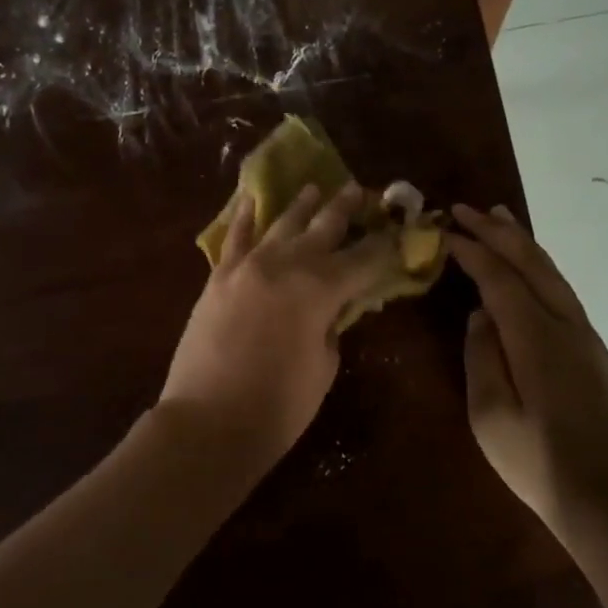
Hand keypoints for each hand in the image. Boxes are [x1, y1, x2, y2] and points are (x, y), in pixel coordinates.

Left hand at [159, 183, 395, 467]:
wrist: (209, 420)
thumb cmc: (279, 406)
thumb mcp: (323, 366)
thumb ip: (331, 326)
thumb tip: (331, 308)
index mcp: (321, 288)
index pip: (364, 259)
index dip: (384, 246)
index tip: (398, 230)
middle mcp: (286, 264)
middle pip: (323, 228)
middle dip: (344, 209)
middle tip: (359, 189)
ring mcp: (247, 266)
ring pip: (280, 224)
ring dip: (300, 205)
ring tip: (313, 187)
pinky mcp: (218, 277)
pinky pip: (235, 238)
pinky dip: (244, 217)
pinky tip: (250, 199)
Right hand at [448, 205, 607, 538]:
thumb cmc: (538, 462)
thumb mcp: (489, 414)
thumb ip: (482, 357)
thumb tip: (480, 316)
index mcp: (535, 338)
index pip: (499, 279)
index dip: (472, 251)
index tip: (445, 231)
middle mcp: (566, 326)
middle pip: (532, 264)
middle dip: (498, 232)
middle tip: (469, 208)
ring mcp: (588, 340)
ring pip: (555, 277)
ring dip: (525, 245)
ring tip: (502, 221)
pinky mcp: (599, 357)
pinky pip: (565, 297)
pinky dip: (542, 273)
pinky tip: (531, 276)